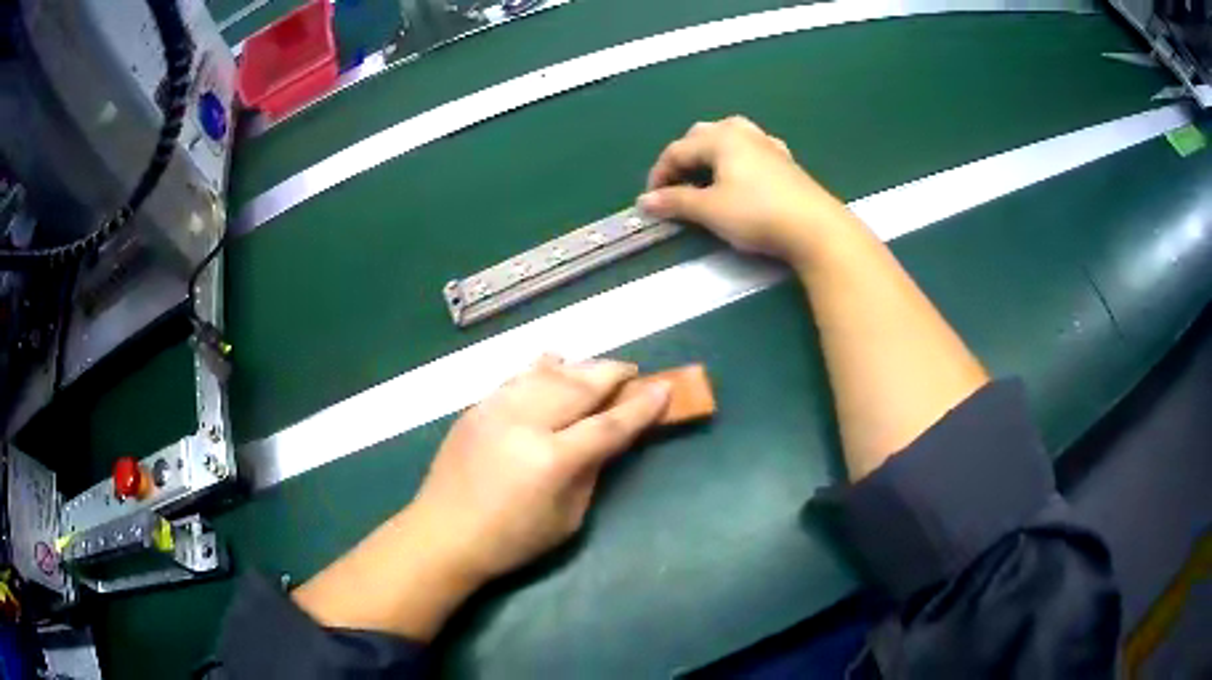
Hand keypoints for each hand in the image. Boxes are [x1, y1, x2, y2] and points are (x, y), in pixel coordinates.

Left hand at [408, 355, 670, 584]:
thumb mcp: (567, 518)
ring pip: (547, 373)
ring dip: (579, 367)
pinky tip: (552, 365)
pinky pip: (517, 377)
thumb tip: (607, 439)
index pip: (609, 424)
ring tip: (597, 371)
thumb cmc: (511, 540)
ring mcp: (496, 409)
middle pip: (579, 385)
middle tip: (632, 373)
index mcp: (552, 459)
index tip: (664, 389)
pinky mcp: (476, 407)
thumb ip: (590, 472)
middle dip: (612, 374)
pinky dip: (541, 369)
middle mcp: (524, 423)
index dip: (641, 407)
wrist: (442, 534)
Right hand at [639, 116, 854, 266]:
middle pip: (701, 136)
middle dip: (683, 158)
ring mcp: (767, 144)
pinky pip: (751, 149)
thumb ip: (675, 202)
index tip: (651, 201)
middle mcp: (743, 132)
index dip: (659, 174)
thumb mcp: (710, 210)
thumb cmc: (757, 214)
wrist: (815, 228)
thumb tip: (644, 201)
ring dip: (709, 153)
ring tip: (704, 176)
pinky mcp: (785, 161)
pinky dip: (735, 158)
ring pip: (728, 136)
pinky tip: (741, 174)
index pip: (677, 150)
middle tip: (676, 187)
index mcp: (720, 138)